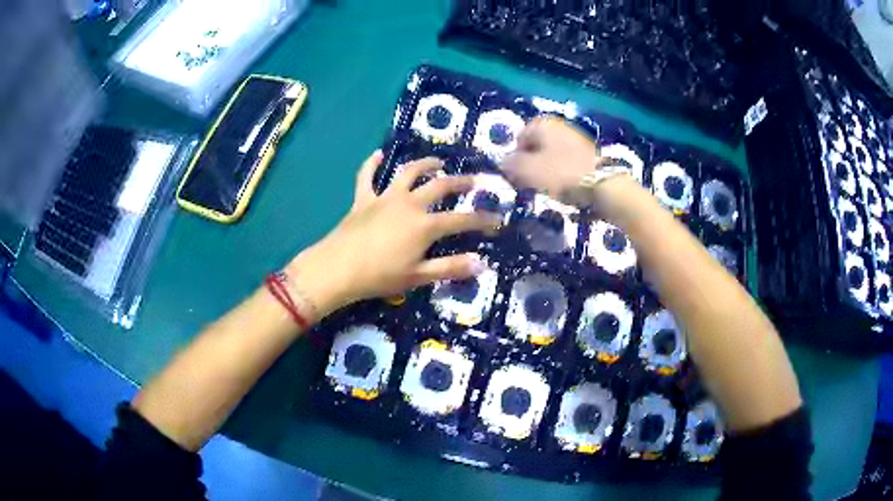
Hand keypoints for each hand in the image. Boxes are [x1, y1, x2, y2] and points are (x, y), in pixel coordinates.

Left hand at [286, 151, 500, 317]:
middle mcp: (409, 204)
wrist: (338, 269)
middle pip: (439, 186)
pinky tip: (377, 154)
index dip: (481, 219)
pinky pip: (366, 176)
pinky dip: (371, 164)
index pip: (461, 220)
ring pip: (407, 172)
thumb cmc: (379, 276)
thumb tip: (481, 263)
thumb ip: (450, 268)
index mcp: (425, 225)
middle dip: (460, 182)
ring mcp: (385, 198)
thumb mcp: (418, 277)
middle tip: (473, 179)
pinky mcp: (363, 199)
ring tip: (437, 162)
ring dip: (424, 164)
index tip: (497, 219)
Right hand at [501, 116, 603, 202]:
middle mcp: (559, 125)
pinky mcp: (589, 152)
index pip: (519, 137)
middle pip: (536, 145)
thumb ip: (510, 164)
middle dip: (531, 162)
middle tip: (532, 182)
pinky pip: (567, 161)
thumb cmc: (560, 174)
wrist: (603, 184)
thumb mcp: (527, 170)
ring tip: (549, 187)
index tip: (519, 176)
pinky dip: (563, 171)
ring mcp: (576, 137)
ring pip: (552, 153)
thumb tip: (504, 162)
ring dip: (547, 168)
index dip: (515, 157)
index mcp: (542, 124)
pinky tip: (566, 186)